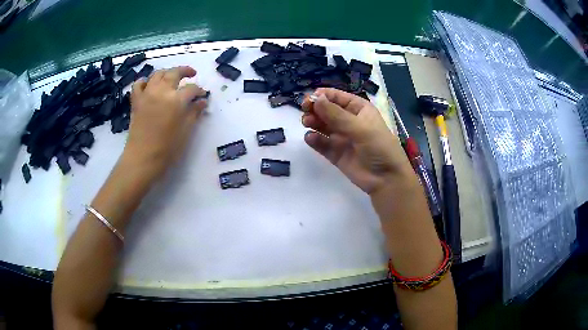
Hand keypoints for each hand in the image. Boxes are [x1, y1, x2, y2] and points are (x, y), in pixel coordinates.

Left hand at [124, 66, 207, 177]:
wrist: (142, 159)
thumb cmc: (167, 149)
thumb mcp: (185, 131)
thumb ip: (194, 113)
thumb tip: (202, 102)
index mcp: (176, 100)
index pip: (192, 89)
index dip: (199, 91)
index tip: (203, 95)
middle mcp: (161, 91)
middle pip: (174, 73)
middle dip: (185, 71)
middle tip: (192, 75)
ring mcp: (147, 94)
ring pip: (157, 74)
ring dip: (167, 73)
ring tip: (172, 77)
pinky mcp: (136, 101)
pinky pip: (138, 84)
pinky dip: (144, 81)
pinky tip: (149, 85)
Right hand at [302, 88, 413, 195]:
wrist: (386, 179)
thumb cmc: (379, 147)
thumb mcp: (360, 128)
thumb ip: (336, 115)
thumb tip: (315, 99)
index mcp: (359, 109)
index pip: (337, 97)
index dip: (323, 96)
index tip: (309, 98)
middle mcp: (349, 120)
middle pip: (327, 110)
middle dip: (315, 108)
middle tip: (305, 111)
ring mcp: (341, 137)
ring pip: (322, 125)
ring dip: (313, 121)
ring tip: (307, 123)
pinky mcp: (335, 153)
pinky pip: (322, 143)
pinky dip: (314, 139)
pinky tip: (311, 138)